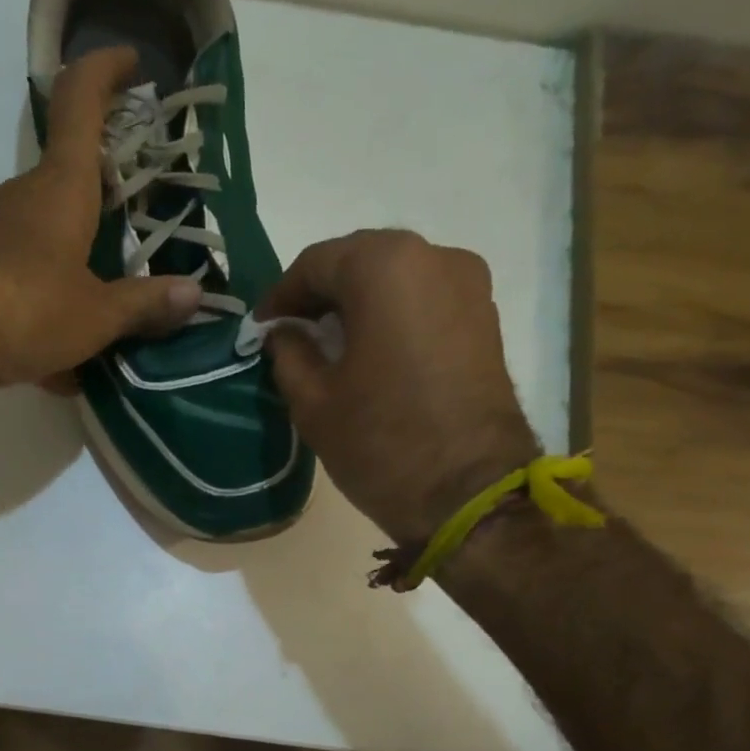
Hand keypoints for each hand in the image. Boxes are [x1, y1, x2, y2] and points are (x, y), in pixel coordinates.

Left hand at [0, 47, 200, 419]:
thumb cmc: (20, 307)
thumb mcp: (94, 315)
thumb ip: (143, 305)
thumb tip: (195, 295)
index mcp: (60, 189)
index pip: (79, 103)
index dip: (105, 72)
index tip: (132, 61)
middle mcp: (22, 203)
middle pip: (69, 186)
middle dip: (106, 203)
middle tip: (146, 231)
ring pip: (48, 248)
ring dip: (80, 274)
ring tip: (117, 319)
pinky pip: (24, 293)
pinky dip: (48, 320)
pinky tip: (67, 370)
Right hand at [258, 231, 540, 545]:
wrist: (470, 493)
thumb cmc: (380, 442)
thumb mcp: (313, 400)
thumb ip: (289, 352)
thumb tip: (284, 333)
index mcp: (384, 267)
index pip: (316, 263)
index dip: (282, 295)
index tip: (262, 328)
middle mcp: (434, 257)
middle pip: (360, 261)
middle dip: (322, 293)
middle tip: (294, 331)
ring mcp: (469, 285)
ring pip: (396, 277)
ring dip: (359, 303)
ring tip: (332, 343)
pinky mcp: (487, 317)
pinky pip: (425, 299)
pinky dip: (393, 314)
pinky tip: (373, 351)